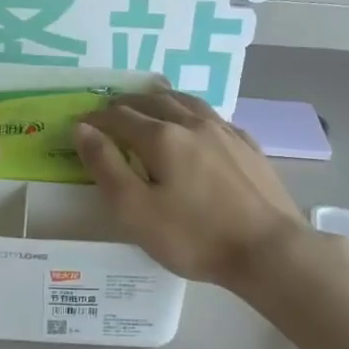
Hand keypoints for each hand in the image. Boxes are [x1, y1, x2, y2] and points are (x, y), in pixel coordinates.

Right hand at [74, 92, 314, 287]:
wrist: (268, 250)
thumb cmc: (194, 236)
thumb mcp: (135, 210)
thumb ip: (105, 166)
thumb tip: (82, 128)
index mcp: (162, 137)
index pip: (119, 116)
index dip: (96, 118)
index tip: (80, 124)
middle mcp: (192, 123)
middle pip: (153, 101)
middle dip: (126, 104)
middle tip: (110, 111)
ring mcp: (225, 132)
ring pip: (186, 101)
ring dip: (160, 99)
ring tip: (149, 102)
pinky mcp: (248, 146)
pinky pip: (212, 116)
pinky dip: (192, 112)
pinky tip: (196, 122)